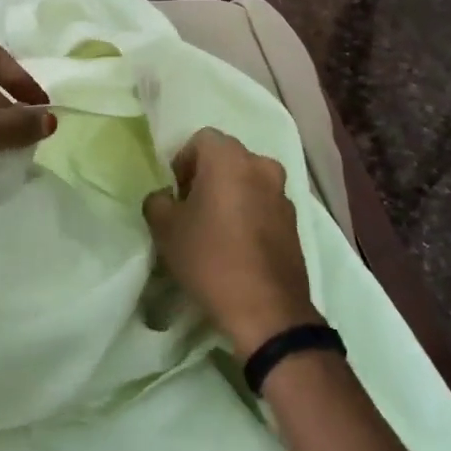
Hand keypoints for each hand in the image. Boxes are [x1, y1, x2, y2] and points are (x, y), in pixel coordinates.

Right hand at [144, 128, 320, 356]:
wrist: (267, 310)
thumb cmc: (210, 258)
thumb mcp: (165, 229)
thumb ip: (157, 201)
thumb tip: (166, 198)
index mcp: (230, 158)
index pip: (201, 139)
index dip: (183, 162)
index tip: (176, 193)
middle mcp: (261, 166)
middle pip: (227, 158)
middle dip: (207, 176)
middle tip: (192, 209)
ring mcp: (282, 194)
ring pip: (248, 181)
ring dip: (231, 194)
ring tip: (216, 229)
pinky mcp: (294, 222)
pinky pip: (264, 204)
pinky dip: (249, 213)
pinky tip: (237, 245)